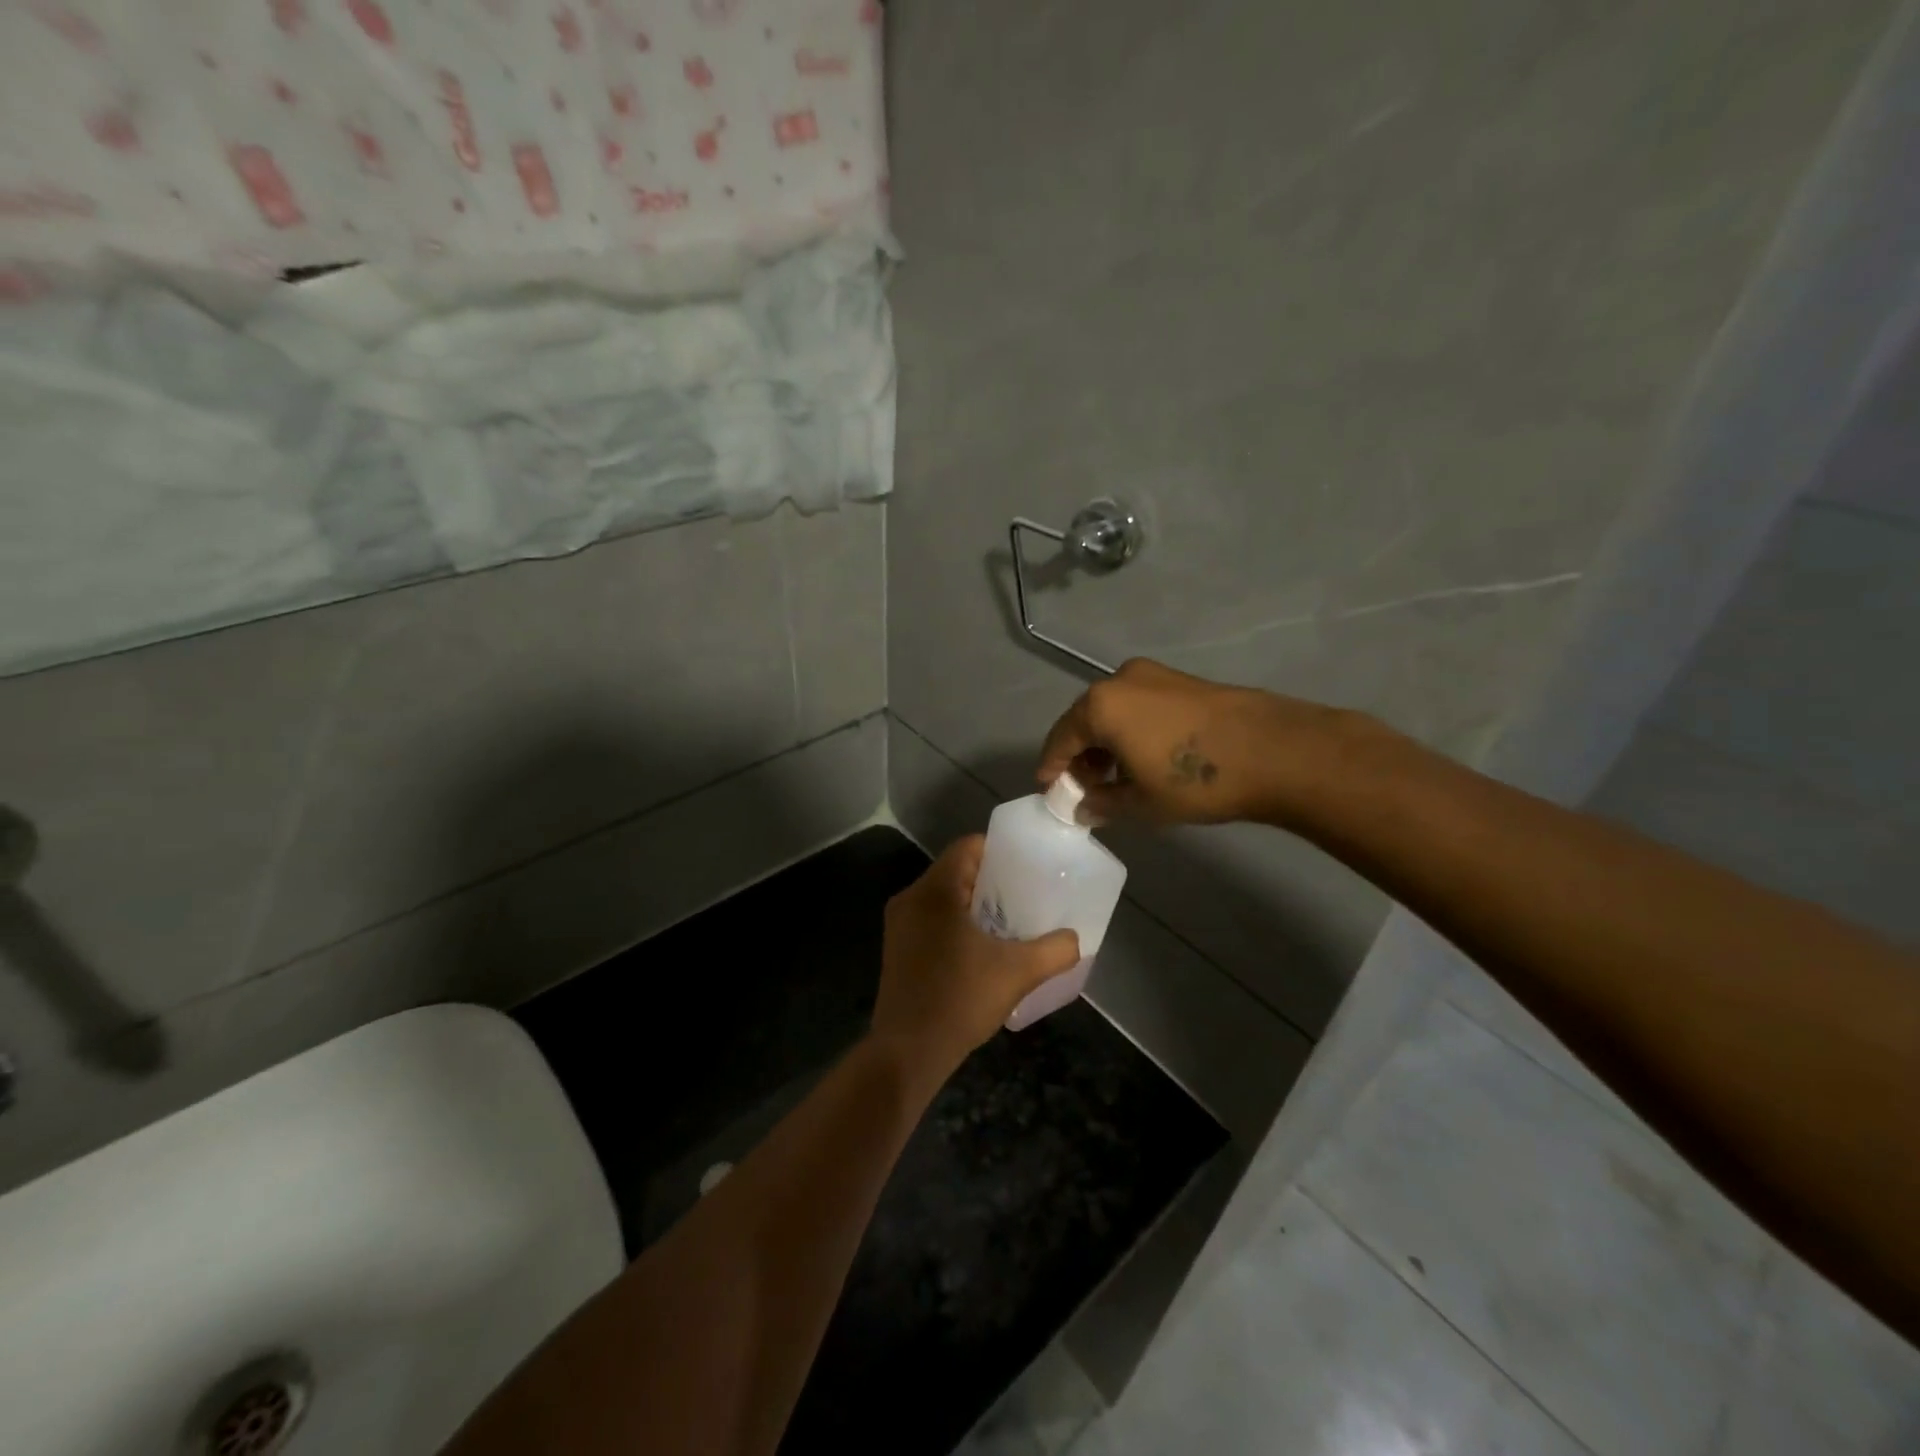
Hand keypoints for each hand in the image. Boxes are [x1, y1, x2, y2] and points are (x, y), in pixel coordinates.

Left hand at [872, 836, 1080, 1082]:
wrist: (908, 1052)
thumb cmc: (960, 999)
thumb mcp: (1018, 972)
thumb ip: (1054, 950)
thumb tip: (1075, 939)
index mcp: (934, 890)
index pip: (968, 846)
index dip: (1000, 852)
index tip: (1028, 868)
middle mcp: (911, 898)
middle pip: (956, 870)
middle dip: (992, 880)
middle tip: (1026, 895)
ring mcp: (899, 924)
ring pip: (943, 897)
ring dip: (974, 904)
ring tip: (1009, 921)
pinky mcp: (898, 949)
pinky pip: (932, 919)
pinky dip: (957, 923)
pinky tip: (982, 948)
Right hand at [1037, 658, 1351, 826]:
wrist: (1274, 751)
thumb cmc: (1195, 780)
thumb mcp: (1141, 803)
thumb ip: (1102, 803)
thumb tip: (1084, 807)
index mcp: (1100, 706)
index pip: (1060, 739)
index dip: (1052, 767)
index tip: (1049, 790)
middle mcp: (1119, 681)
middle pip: (1084, 721)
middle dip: (1080, 755)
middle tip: (1084, 788)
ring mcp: (1153, 675)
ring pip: (1113, 712)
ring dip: (1106, 743)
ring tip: (1114, 777)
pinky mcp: (1180, 680)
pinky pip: (1138, 706)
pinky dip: (1130, 730)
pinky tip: (1143, 757)